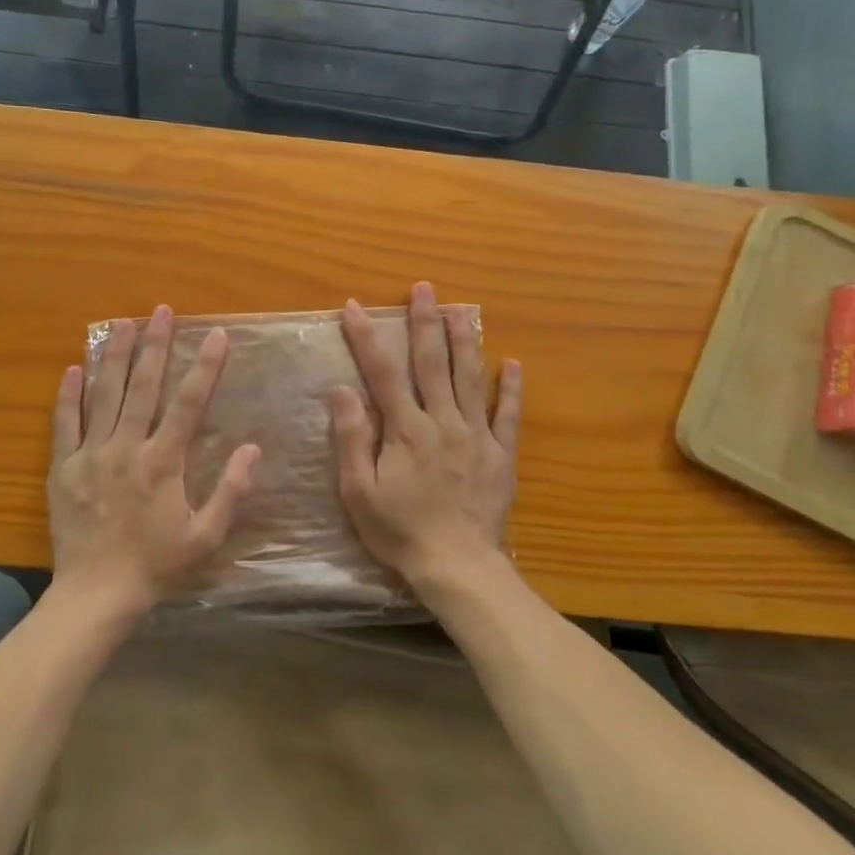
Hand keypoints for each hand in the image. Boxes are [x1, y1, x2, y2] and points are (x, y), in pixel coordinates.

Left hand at [48, 305, 259, 617]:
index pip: (189, 403)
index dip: (206, 367)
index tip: (217, 336)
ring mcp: (90, 455)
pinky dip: (69, 394)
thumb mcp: (206, 536)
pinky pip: (65, 423)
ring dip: (114, 356)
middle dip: (155, 345)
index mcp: (163, 462)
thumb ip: (231, 491)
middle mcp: (127, 447)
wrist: (95, 595)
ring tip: (121, 323)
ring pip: (104, 395)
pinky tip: (74, 368)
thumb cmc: (156, 565)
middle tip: (161, 311)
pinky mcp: (63, 468)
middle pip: (143, 386)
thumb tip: (253, 448)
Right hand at [331, 281, 521, 589]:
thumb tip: (342, 389)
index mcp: (405, 429)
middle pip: (432, 363)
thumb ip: (352, 438)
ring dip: (464, 340)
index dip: (368, 337)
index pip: (382, 372)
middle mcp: (442, 421)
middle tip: (424, 288)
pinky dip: (511, 388)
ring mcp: (476, 435)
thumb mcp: (359, 492)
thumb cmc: (400, 531)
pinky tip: (513, 363)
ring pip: (470, 378)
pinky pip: (508, 414)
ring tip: (460, 309)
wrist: (458, 566)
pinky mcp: (501, 454)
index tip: (356, 307)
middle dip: (425, 322)